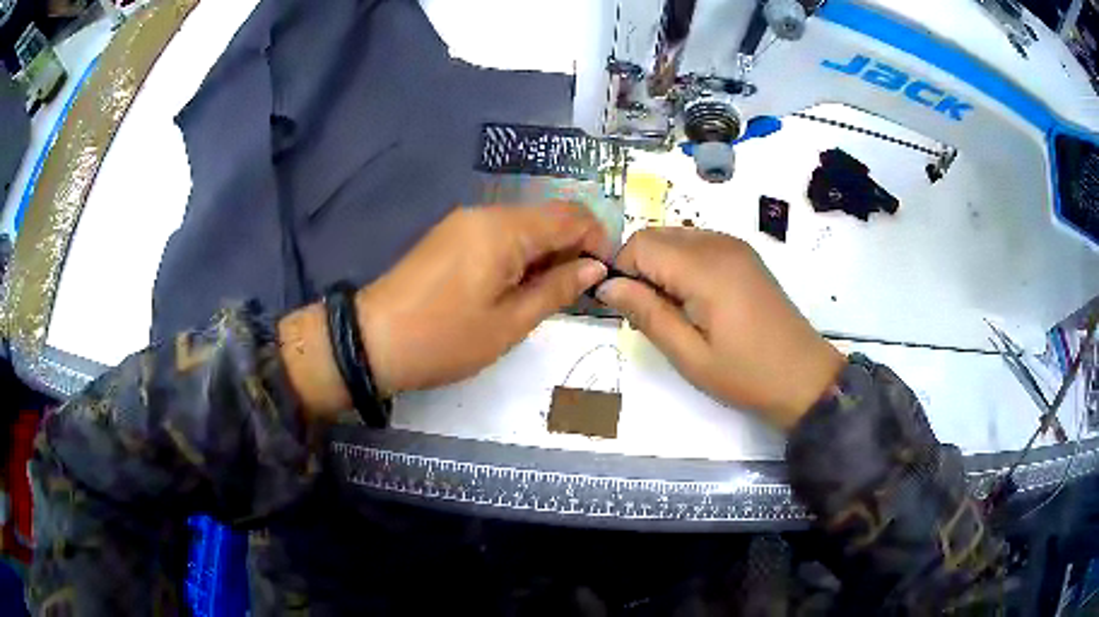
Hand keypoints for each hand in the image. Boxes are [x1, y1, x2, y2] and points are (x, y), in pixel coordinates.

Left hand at [356, 203, 610, 393]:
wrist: (372, 341)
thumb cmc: (445, 338)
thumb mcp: (509, 323)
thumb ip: (557, 289)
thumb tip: (594, 268)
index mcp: (504, 230)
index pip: (571, 216)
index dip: (598, 239)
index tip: (606, 274)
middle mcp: (486, 214)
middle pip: (547, 217)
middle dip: (572, 248)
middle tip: (579, 292)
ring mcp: (464, 223)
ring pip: (523, 227)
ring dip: (545, 253)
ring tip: (549, 295)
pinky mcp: (449, 236)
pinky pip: (498, 235)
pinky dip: (519, 255)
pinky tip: (517, 287)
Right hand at [596, 227, 843, 429]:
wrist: (804, 377)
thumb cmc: (746, 374)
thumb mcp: (689, 355)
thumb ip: (647, 314)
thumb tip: (607, 286)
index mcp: (705, 267)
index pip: (640, 244)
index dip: (623, 272)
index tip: (628, 309)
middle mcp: (719, 243)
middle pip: (656, 236)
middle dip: (640, 268)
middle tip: (650, 314)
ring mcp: (735, 246)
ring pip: (676, 238)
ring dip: (661, 267)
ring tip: (675, 311)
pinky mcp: (744, 255)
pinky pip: (699, 245)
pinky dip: (683, 265)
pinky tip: (697, 301)